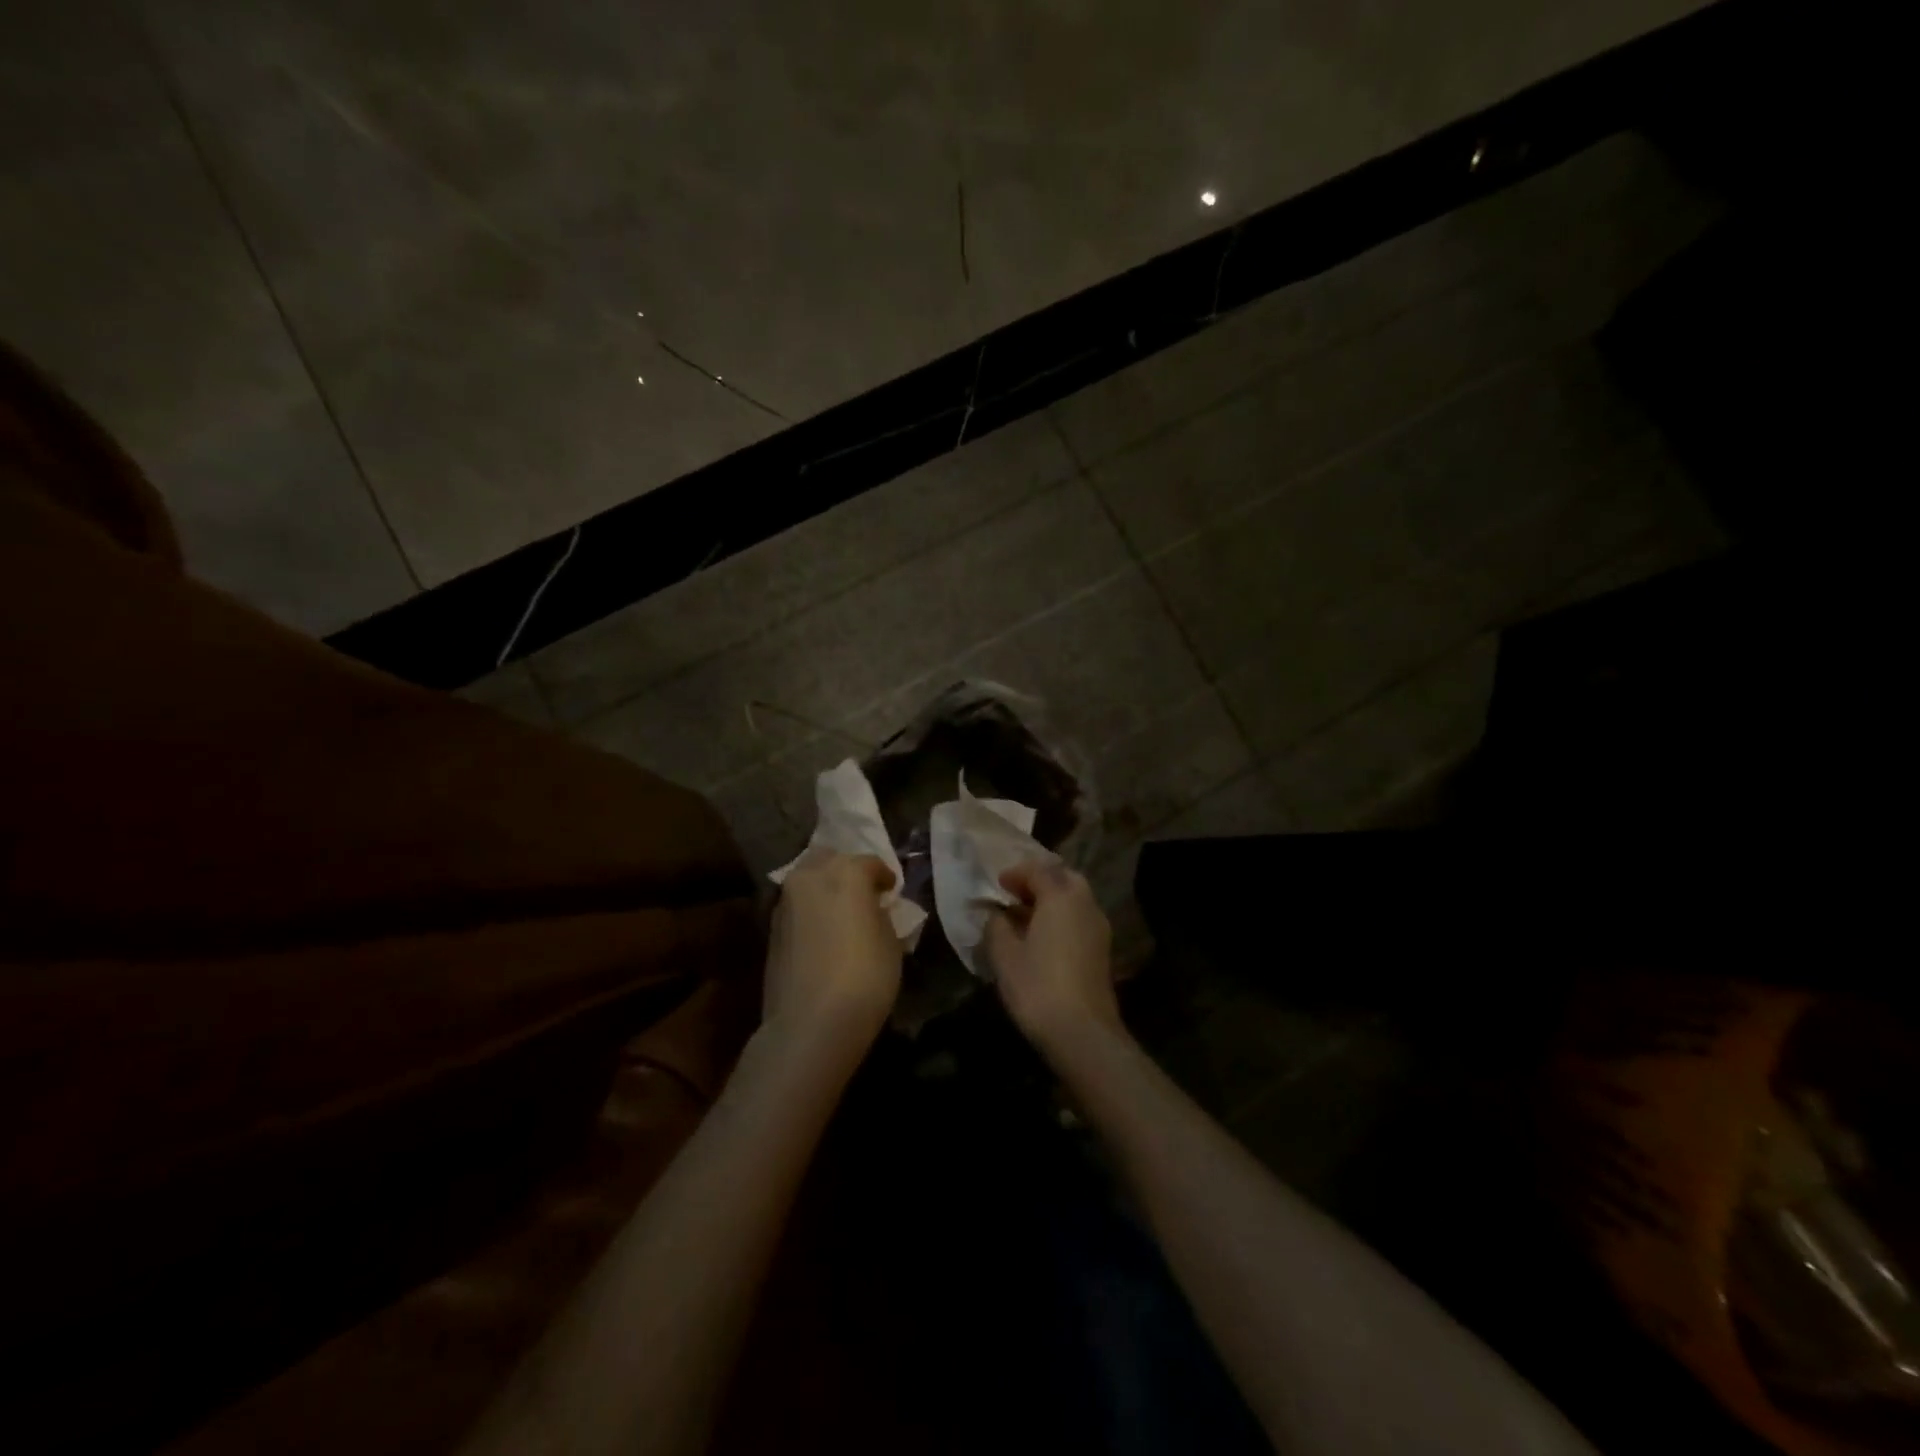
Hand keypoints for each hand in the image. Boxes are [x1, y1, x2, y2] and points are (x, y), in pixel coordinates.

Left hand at [764, 849, 902, 1058]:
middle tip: (863, 894)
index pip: (870, 863)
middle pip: (830, 859)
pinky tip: (823, 932)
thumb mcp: (891, 943)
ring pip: (807, 879)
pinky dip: (810, 910)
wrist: (809, 1024)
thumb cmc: (864, 978)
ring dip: (825, 888)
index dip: (885, 877)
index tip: (891, 892)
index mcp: (846, 872)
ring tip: (841, 913)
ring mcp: (785, 901)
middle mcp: (810, 876)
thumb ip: (881, 915)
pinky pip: (796, 905)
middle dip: (847, 870)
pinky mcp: (770, 928)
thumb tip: (873, 909)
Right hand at [985, 861, 1118, 1055]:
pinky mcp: (1102, 950)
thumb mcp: (1004, 954)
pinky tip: (1042, 938)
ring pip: (1075, 898)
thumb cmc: (1037, 986)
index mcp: (1060, 896)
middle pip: (1063, 877)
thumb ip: (996, 926)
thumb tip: (995, 913)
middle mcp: (1085, 904)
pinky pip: (1080, 918)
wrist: (1082, 1032)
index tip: (998, 884)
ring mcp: (1098, 927)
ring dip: (1051, 899)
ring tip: (1025, 916)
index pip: (1038, 869)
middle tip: (1015, 894)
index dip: (1016, 873)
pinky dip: (1062, 917)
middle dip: (1039, 880)